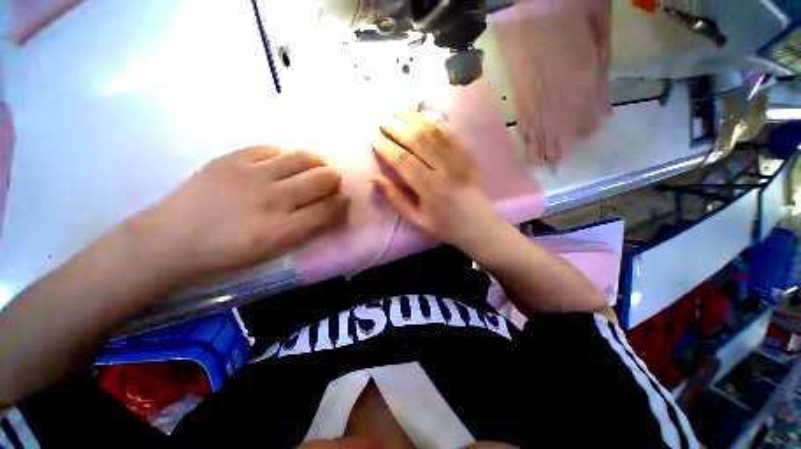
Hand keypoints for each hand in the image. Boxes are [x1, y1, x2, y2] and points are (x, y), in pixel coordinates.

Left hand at [132, 146, 348, 282]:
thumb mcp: (274, 252)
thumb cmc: (228, 254)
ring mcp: (252, 175)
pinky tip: (283, 164)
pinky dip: (286, 156)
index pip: (329, 208)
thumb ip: (307, 229)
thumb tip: (331, 208)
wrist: (171, 239)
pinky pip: (274, 148)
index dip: (342, 202)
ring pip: (304, 158)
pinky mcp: (233, 158)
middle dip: (334, 180)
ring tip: (313, 168)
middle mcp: (273, 200)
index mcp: (283, 230)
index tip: (342, 199)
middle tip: (330, 183)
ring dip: (317, 163)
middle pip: (323, 179)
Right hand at [371, 111, 504, 253]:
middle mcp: (444, 170)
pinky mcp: (468, 156)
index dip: (386, 148)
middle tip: (382, 120)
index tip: (374, 139)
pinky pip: (450, 134)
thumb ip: (396, 199)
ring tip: (397, 111)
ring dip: (413, 119)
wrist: (480, 226)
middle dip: (396, 127)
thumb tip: (374, 178)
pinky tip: (421, 116)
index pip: (403, 161)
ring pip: (433, 133)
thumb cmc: (445, 226)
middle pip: (417, 141)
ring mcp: (459, 160)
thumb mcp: (417, 220)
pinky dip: (433, 123)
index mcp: (429, 189)